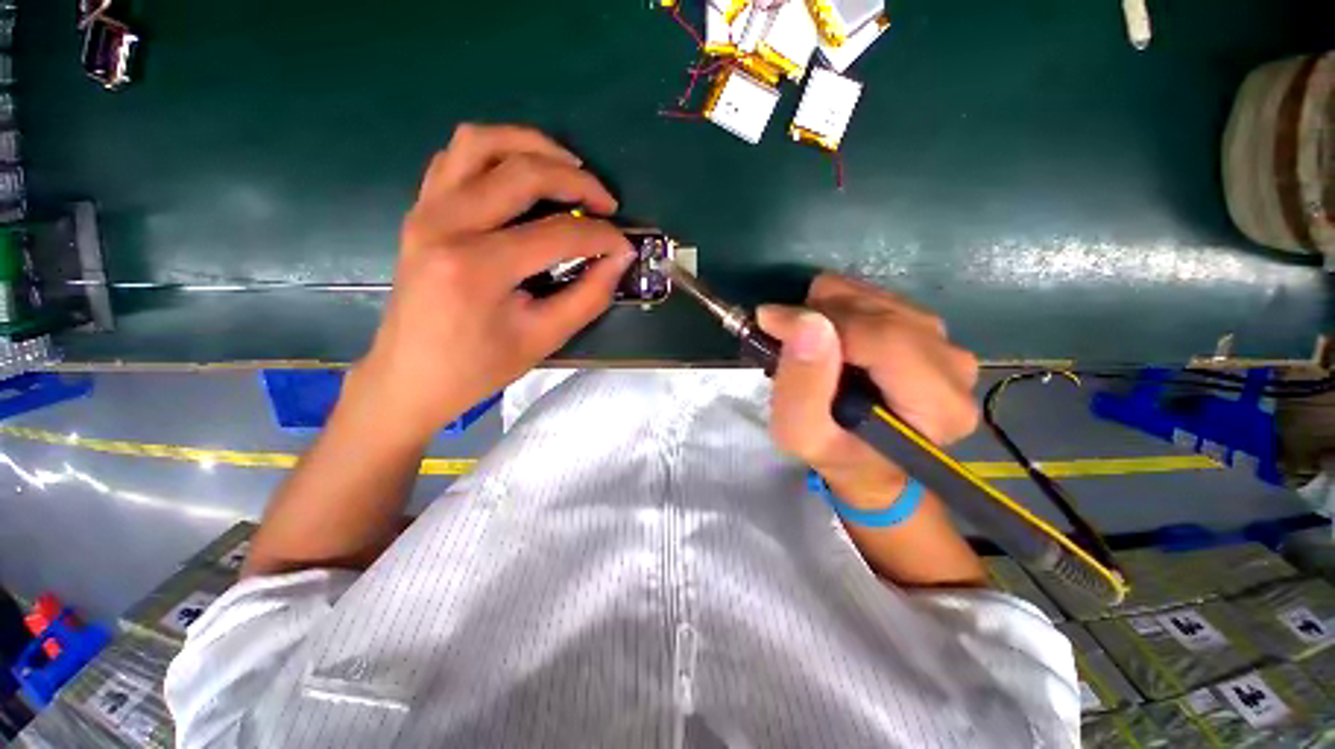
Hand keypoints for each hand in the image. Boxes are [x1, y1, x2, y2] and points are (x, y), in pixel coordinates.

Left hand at [353, 124, 634, 443]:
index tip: (625, 246)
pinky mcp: (420, 211)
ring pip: (480, 142)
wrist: (410, 377)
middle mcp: (446, 223)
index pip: (557, 233)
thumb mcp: (543, 338)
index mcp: (478, 266)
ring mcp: (426, 210)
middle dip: (576, 180)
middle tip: (606, 201)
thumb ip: (588, 296)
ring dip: (531, 145)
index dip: (602, 236)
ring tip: (568, 167)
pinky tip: (520, 176)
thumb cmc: (478, 366)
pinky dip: (494, 154)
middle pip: (521, 171)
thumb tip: (620, 259)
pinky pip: (455, 158)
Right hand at [758, 274, 979, 509]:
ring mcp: (946, 342)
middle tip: (788, 343)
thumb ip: (802, 384)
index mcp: (937, 404)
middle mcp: (954, 366)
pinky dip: (841, 310)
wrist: (866, 459)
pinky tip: (831, 340)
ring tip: (810, 347)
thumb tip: (805, 321)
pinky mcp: (930, 329)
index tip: (770, 321)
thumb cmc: (834, 452)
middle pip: (880, 311)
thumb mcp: (801, 433)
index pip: (881, 338)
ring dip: (829, 314)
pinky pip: (876, 297)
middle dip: (820, 319)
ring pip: (876, 297)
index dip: (820, 322)